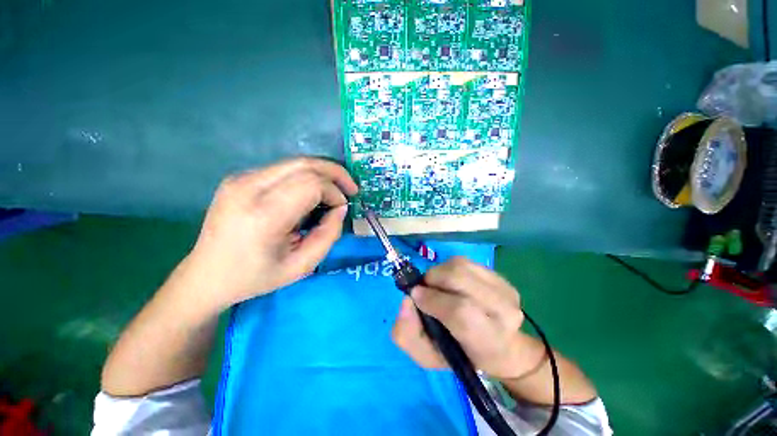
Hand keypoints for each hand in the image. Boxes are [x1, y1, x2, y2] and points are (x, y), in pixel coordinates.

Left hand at [171, 157, 357, 312]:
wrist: (206, 275)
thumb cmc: (256, 277)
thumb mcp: (302, 266)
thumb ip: (328, 235)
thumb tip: (340, 208)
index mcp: (263, 215)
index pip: (311, 184)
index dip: (335, 192)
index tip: (342, 208)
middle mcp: (248, 188)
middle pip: (304, 164)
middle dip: (335, 173)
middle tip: (351, 189)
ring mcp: (240, 179)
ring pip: (295, 162)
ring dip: (321, 174)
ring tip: (334, 191)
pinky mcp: (239, 178)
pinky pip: (283, 169)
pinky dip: (306, 177)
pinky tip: (310, 194)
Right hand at [392, 257, 542, 379]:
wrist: (501, 348)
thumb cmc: (460, 354)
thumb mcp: (427, 356)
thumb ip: (408, 334)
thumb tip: (407, 300)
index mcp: (489, 341)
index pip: (460, 312)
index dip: (433, 300)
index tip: (415, 297)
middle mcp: (504, 312)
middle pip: (459, 279)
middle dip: (433, 280)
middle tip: (425, 290)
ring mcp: (505, 290)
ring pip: (460, 266)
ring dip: (440, 272)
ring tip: (438, 286)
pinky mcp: (501, 277)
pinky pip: (465, 262)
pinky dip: (449, 268)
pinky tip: (452, 282)